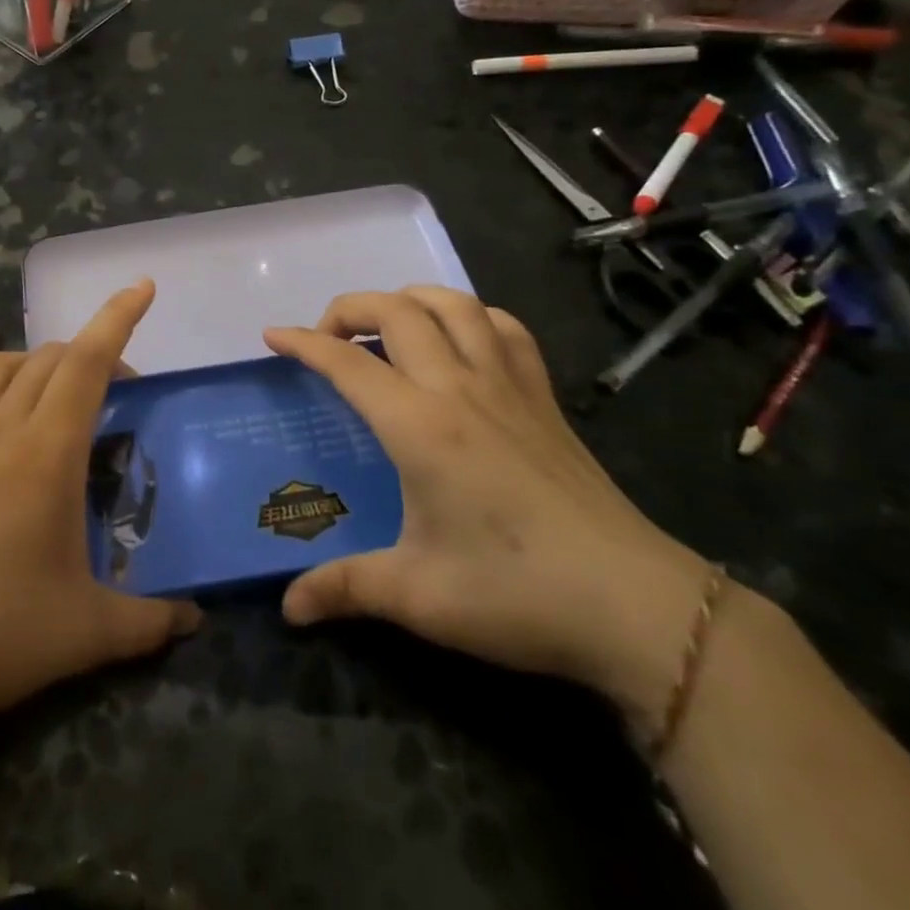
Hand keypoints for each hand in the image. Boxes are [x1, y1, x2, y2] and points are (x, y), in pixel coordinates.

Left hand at [0, 281, 199, 747]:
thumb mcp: (83, 634)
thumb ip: (148, 623)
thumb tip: (194, 620)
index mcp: (45, 449)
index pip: (88, 360)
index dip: (118, 317)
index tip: (142, 286)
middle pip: (49, 358)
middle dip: (90, 355)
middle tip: (118, 392)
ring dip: (37, 366)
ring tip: (55, 402)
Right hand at [266, 288, 712, 735]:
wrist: (636, 606)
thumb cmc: (516, 593)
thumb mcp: (417, 596)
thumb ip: (344, 589)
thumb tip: (287, 609)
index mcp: (419, 425)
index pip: (347, 362)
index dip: (303, 342)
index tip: (272, 336)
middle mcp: (459, 387)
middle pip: (396, 311)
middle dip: (349, 308)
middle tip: (326, 338)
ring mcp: (508, 385)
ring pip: (453, 304)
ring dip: (409, 300)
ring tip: (386, 326)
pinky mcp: (544, 398)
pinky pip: (505, 329)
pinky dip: (472, 317)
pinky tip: (461, 340)